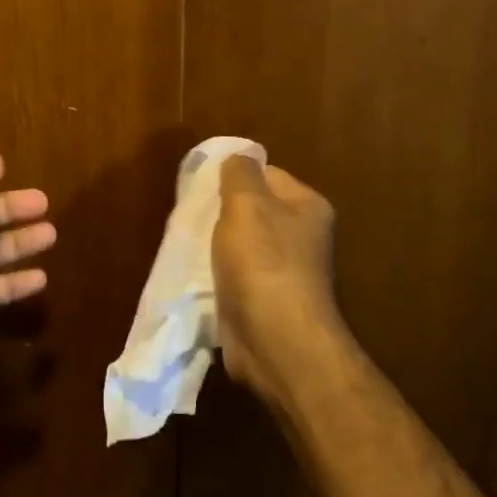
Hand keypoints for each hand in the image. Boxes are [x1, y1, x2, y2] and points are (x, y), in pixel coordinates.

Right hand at [214, 156, 341, 407]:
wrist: (276, 341)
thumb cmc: (264, 262)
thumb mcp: (247, 204)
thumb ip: (239, 174)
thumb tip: (238, 156)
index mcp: (307, 207)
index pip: (266, 174)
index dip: (233, 177)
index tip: (202, 186)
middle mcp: (302, 236)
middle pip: (252, 210)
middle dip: (220, 212)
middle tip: (191, 215)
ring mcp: (285, 271)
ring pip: (240, 245)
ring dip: (215, 245)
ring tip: (189, 245)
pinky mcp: (265, 301)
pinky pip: (235, 275)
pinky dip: (216, 274)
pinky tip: (197, 275)